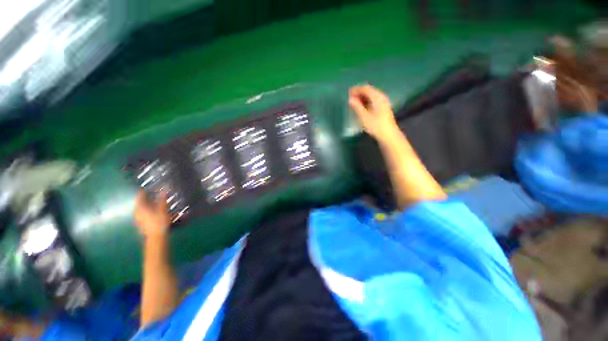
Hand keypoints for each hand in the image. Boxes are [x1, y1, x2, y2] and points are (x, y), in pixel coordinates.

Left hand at [134, 190, 169, 238]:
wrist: (156, 236)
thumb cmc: (159, 222)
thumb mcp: (162, 209)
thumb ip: (162, 199)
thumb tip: (164, 190)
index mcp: (140, 207)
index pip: (140, 196)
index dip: (144, 191)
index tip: (149, 187)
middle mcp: (137, 211)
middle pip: (140, 202)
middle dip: (146, 197)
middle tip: (153, 193)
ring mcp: (138, 218)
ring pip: (141, 207)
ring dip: (147, 203)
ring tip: (155, 201)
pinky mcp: (141, 222)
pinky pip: (143, 212)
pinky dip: (148, 209)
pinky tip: (154, 210)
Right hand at [349, 85, 398, 141]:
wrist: (388, 135)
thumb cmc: (376, 126)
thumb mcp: (364, 117)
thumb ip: (357, 107)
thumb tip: (350, 99)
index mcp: (377, 97)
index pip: (365, 88)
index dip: (356, 89)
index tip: (347, 93)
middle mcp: (381, 97)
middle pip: (369, 91)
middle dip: (359, 93)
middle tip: (349, 98)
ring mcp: (383, 102)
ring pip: (371, 96)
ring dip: (362, 97)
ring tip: (353, 102)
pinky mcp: (383, 108)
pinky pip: (373, 100)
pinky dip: (366, 101)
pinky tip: (361, 107)